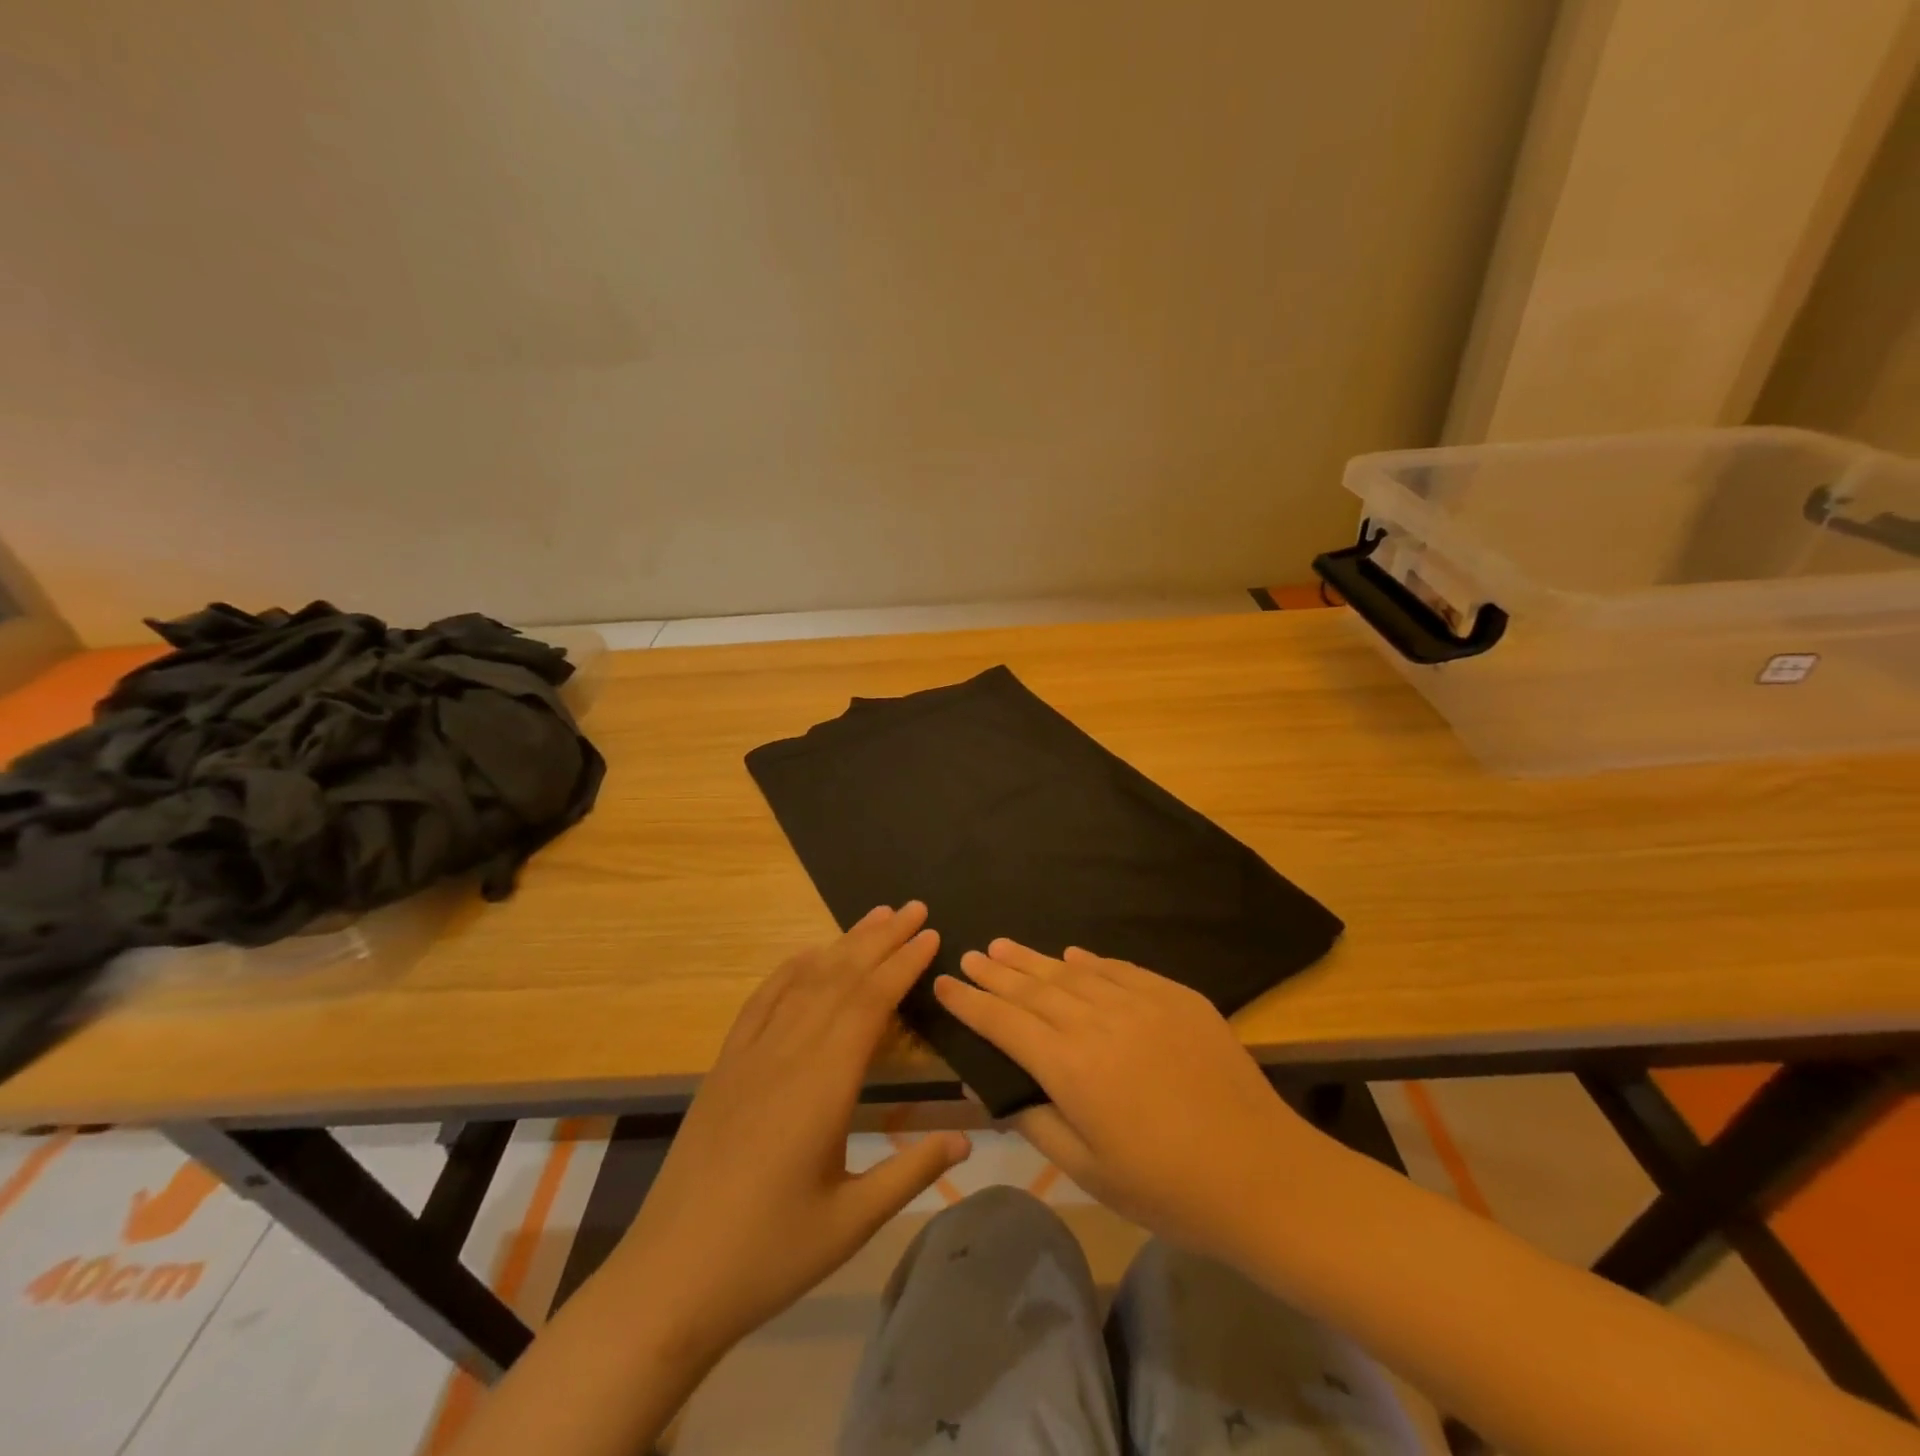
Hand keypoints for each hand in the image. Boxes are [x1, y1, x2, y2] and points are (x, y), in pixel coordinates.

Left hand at [613, 903, 970, 1367]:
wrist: (670, 1279)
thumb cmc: (769, 1255)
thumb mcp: (853, 1222)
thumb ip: (912, 1172)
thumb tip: (966, 1137)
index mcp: (823, 1086)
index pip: (871, 1004)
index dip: (903, 964)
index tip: (932, 934)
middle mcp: (787, 1054)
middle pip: (841, 979)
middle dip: (881, 939)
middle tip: (915, 908)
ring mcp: (750, 1056)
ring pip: (804, 982)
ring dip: (842, 945)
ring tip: (874, 917)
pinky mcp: (725, 1066)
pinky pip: (761, 1002)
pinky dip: (789, 970)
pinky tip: (806, 955)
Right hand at [935, 941, 1318, 1261]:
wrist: (1261, 1173)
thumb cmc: (1166, 1187)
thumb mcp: (1087, 1170)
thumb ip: (1034, 1119)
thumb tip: (988, 1085)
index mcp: (1069, 1066)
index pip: (1004, 1023)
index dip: (970, 1002)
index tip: (945, 983)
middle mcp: (1097, 1021)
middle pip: (1033, 988)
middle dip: (996, 971)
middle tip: (971, 954)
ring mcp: (1139, 1002)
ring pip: (1073, 971)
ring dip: (1034, 959)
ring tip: (1004, 945)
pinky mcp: (1175, 996)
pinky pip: (1120, 969)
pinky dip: (1091, 961)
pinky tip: (1073, 956)